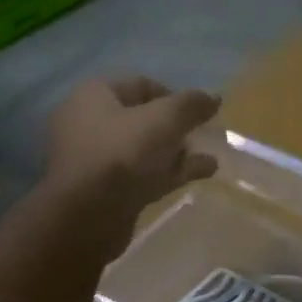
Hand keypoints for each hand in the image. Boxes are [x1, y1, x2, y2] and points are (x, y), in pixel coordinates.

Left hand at [45, 76, 220, 245]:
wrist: (87, 216)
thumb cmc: (123, 154)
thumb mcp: (164, 120)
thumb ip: (191, 105)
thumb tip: (214, 97)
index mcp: (95, 95)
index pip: (141, 85)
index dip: (175, 96)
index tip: (199, 114)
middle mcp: (88, 122)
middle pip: (142, 118)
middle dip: (177, 127)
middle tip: (203, 137)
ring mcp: (95, 159)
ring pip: (143, 149)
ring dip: (177, 152)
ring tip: (208, 159)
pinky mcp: (103, 190)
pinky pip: (141, 174)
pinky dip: (169, 172)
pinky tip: (200, 174)